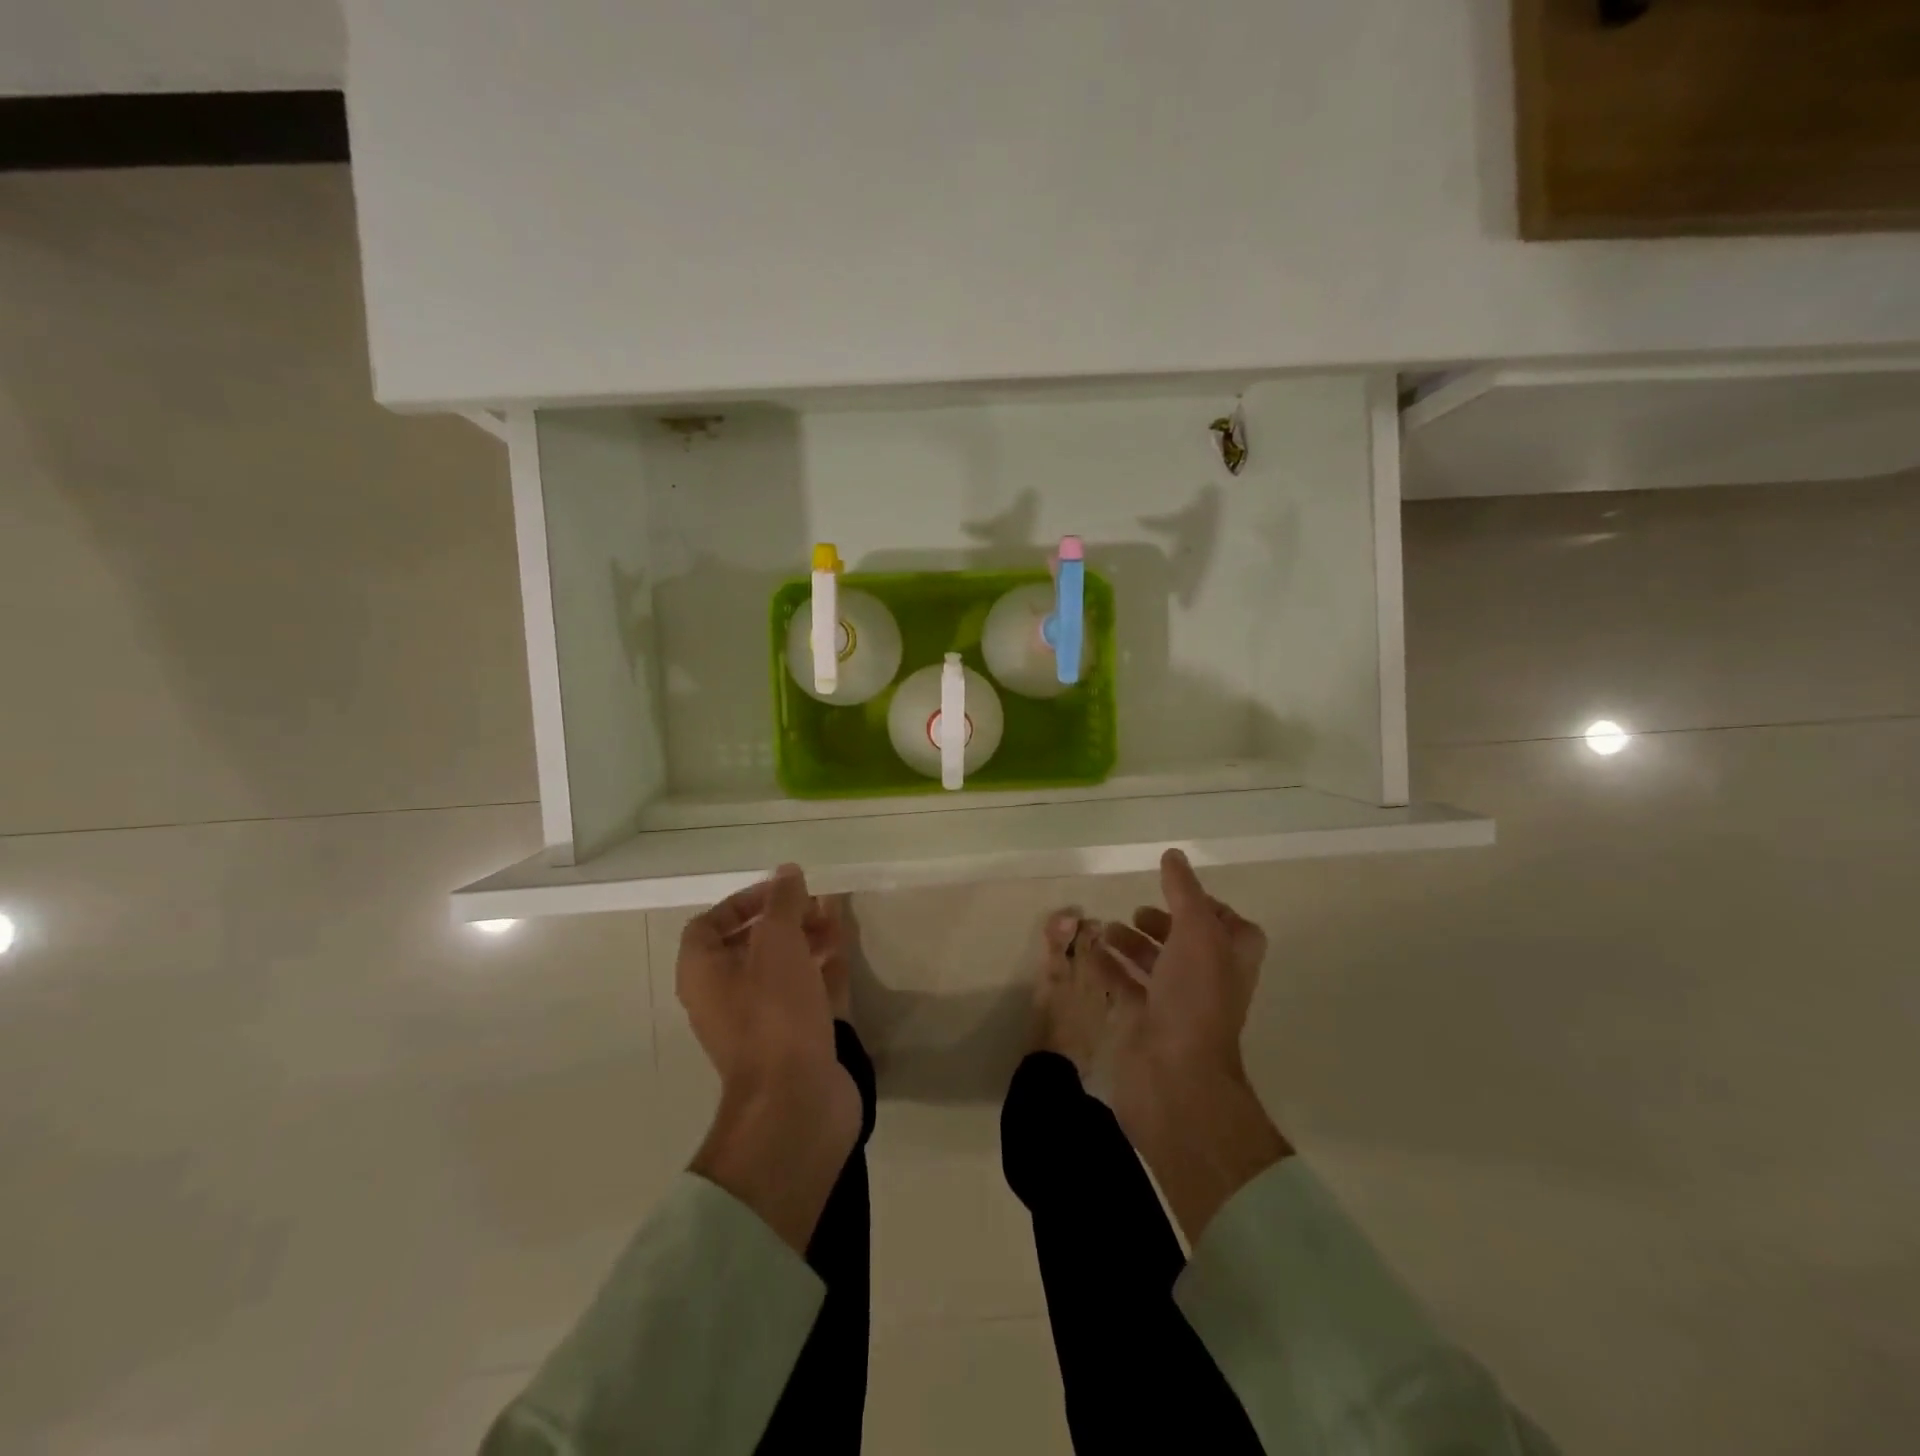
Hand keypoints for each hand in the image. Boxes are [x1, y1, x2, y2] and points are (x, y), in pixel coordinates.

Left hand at [679, 864, 860, 1251]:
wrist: (796, 1102)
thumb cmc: (774, 1014)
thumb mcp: (777, 944)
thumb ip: (783, 902)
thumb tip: (786, 872)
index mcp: (704, 974)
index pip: (710, 924)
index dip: (744, 901)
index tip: (782, 892)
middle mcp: (725, 997)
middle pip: (750, 945)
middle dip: (785, 919)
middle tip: (818, 904)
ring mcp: (760, 1023)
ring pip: (781, 970)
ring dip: (806, 941)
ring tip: (837, 922)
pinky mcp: (792, 1042)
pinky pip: (804, 995)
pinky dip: (821, 971)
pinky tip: (844, 954)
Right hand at [1093, 850, 1291, 1238]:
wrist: (1175, 1079)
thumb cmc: (1195, 1000)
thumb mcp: (1196, 933)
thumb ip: (1184, 892)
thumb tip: (1173, 856)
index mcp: (1231, 960)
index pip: (1231, 926)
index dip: (1209, 907)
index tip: (1177, 891)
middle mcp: (1208, 981)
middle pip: (1188, 944)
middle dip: (1162, 924)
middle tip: (1135, 911)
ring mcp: (1176, 1005)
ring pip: (1155, 966)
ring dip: (1132, 944)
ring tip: (1104, 929)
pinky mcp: (1145, 1023)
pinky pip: (1126, 987)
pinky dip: (1109, 968)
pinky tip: (1089, 952)